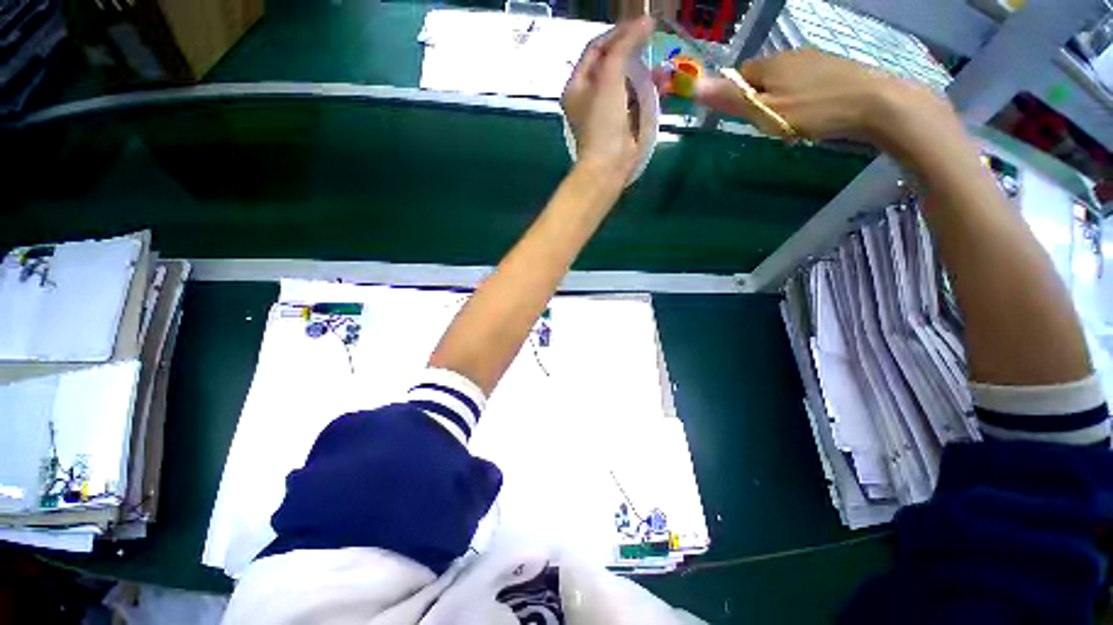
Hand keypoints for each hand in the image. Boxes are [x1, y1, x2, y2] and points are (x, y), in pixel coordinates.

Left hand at [562, 17, 653, 177]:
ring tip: (660, 64)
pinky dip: (646, 89)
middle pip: (610, 64)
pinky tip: (662, 83)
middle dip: (632, 52)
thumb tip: (645, 21)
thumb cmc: (603, 122)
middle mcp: (588, 97)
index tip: (640, 24)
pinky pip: (634, 99)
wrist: (609, 165)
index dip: (617, 33)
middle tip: (650, 41)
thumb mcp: (609, 78)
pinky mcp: (621, 123)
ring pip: (625, 82)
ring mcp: (605, 111)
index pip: (595, 50)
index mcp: (577, 86)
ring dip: (643, 71)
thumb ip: (623, 46)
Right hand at [690, 48, 955, 145]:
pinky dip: (802, 97)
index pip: (739, 76)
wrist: (874, 103)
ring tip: (792, 122)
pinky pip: (806, 82)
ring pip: (785, 81)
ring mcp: (815, 59)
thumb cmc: (812, 110)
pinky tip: (813, 112)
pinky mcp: (835, 68)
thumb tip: (694, 86)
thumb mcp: (764, 110)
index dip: (736, 97)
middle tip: (769, 124)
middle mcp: (791, 55)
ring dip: (781, 99)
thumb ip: (730, 99)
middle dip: (759, 99)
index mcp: (770, 64)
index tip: (746, 118)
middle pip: (762, 78)